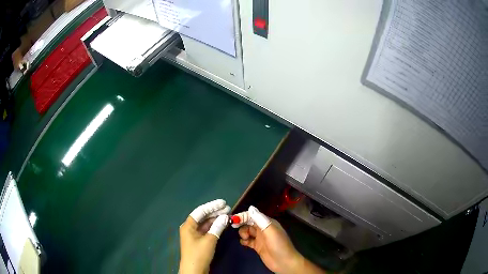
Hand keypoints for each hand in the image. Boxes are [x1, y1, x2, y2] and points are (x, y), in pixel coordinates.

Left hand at [179, 199, 229, 273]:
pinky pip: (207, 230)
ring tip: (227, 215)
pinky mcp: (199, 241)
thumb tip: (225, 217)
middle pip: (203, 216)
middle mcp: (190, 228)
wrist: (194, 270)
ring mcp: (194, 234)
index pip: (200, 211)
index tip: (224, 203)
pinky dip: (215, 227)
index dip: (212, 206)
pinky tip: (223, 224)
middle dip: (215, 212)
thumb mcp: (210, 240)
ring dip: (216, 219)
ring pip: (206, 223)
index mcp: (188, 225)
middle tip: (228, 209)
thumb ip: (217, 227)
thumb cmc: (199, 253)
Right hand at [233, 206, 303, 273]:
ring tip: (245, 238)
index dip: (244, 216)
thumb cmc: (278, 244)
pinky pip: (248, 241)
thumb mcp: (270, 230)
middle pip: (249, 223)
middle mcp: (263, 229)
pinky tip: (245, 243)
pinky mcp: (257, 247)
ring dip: (243, 233)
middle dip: (242, 223)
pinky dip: (244, 240)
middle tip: (234, 226)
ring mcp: (260, 238)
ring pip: (247, 231)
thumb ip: (260, 219)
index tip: (234, 219)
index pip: (253, 215)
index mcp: (268, 223)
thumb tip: (250, 207)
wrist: (283, 262)